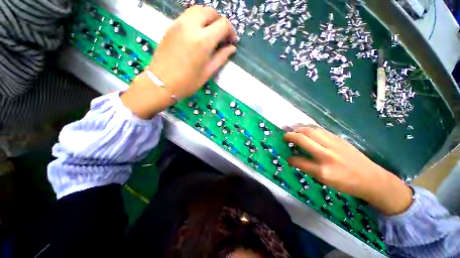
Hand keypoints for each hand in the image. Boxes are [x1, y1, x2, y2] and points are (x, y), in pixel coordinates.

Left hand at [121, 6, 236, 118]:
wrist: (161, 83)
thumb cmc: (187, 82)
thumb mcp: (207, 72)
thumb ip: (221, 57)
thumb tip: (232, 48)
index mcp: (203, 41)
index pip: (223, 24)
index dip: (230, 31)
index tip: (231, 41)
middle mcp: (191, 26)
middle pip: (210, 12)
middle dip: (220, 22)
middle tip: (221, 36)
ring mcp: (179, 24)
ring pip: (198, 10)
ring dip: (208, 18)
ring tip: (210, 33)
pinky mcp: (171, 26)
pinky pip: (187, 16)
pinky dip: (197, 20)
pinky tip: (198, 34)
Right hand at [283, 126, 412, 215]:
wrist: (372, 179)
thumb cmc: (347, 183)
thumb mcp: (325, 181)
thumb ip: (307, 168)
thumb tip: (294, 159)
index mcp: (323, 170)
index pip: (299, 161)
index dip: (290, 158)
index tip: (287, 157)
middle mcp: (326, 155)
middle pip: (303, 139)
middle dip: (290, 136)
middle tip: (284, 137)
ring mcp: (334, 144)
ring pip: (310, 131)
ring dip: (298, 130)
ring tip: (294, 132)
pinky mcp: (339, 138)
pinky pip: (319, 130)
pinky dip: (309, 129)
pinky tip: (306, 132)